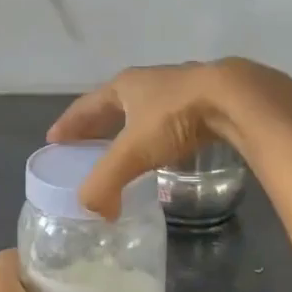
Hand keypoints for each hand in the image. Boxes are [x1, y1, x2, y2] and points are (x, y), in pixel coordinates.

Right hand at [48, 58, 291, 218]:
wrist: (236, 99)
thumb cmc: (176, 118)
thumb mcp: (134, 152)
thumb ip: (106, 182)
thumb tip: (93, 210)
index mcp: (125, 86)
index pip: (87, 106)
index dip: (70, 124)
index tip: (54, 140)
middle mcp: (149, 81)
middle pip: (115, 104)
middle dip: (98, 125)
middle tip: (85, 145)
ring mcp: (181, 86)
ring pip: (146, 108)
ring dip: (132, 126)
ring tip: (125, 147)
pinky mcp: (209, 97)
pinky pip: (174, 116)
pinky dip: (162, 132)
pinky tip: (169, 147)